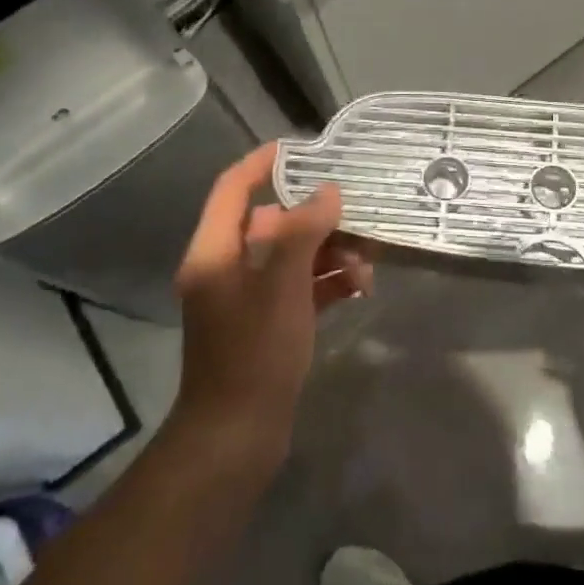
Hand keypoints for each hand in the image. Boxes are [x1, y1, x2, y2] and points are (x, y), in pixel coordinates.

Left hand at [171, 144, 373, 459]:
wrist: (237, 437)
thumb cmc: (254, 353)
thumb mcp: (282, 286)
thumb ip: (304, 232)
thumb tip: (327, 192)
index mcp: (215, 252)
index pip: (233, 189)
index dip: (264, 162)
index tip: (303, 147)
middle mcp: (227, 268)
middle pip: (273, 222)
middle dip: (318, 218)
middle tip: (359, 216)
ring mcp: (248, 298)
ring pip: (293, 256)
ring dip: (330, 252)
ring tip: (368, 264)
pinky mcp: (268, 324)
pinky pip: (300, 287)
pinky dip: (328, 282)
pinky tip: (360, 288)